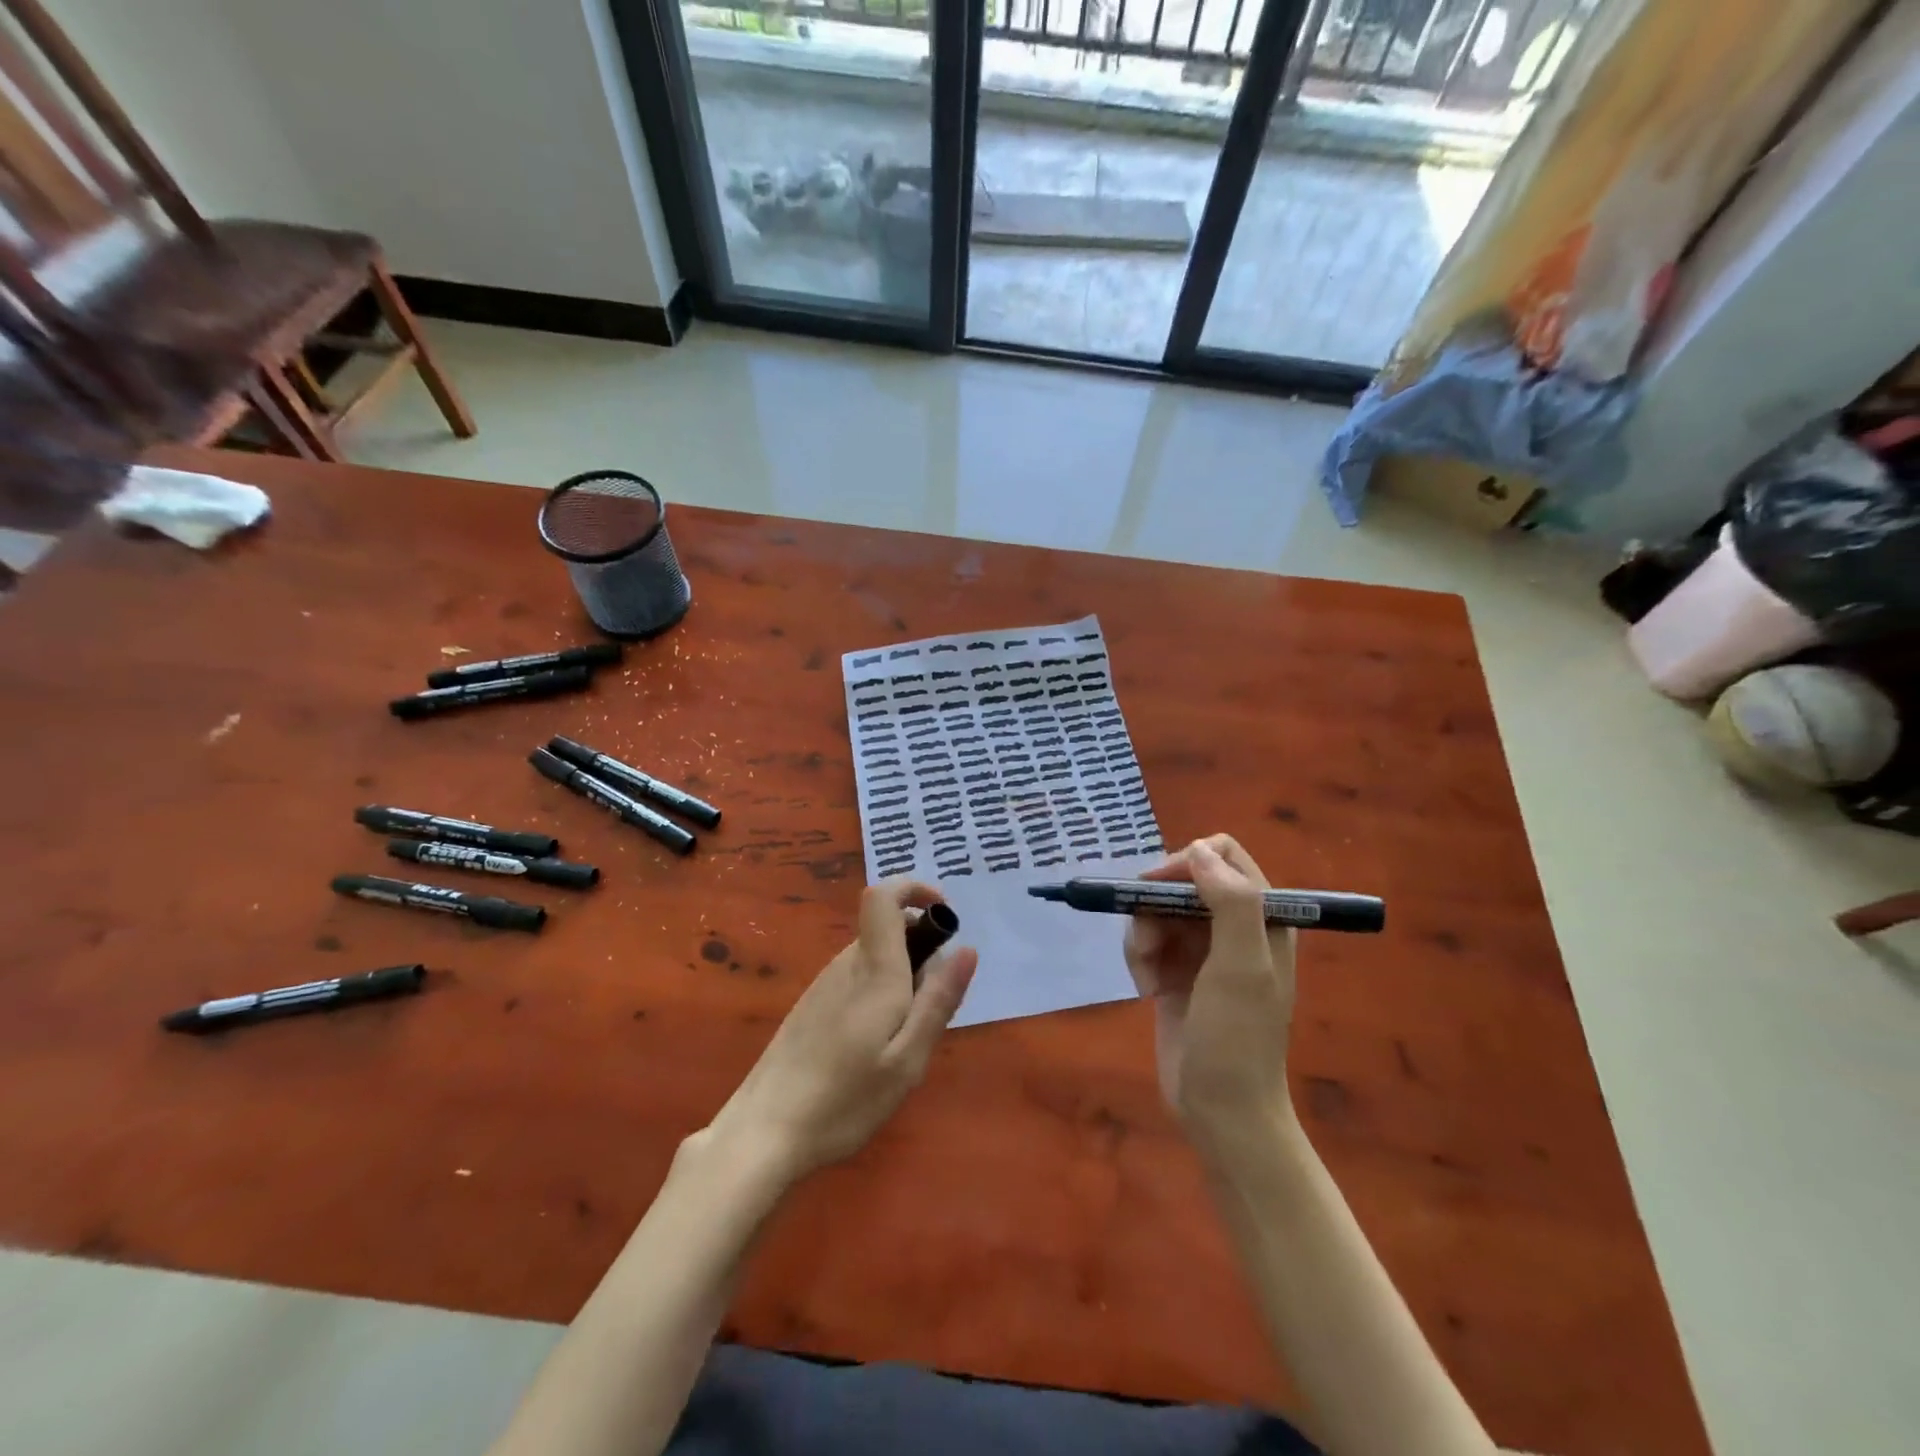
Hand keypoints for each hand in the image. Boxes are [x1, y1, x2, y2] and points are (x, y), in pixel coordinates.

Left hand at [705, 879, 976, 1182]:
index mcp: (874, 970)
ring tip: (904, 1038)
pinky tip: (874, 1046)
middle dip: (921, 947)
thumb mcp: (907, 1059)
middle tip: (933, 1007)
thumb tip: (967, 949)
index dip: (914, 889)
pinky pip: (856, 978)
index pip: (883, 897)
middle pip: (886, 928)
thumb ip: (938, 1000)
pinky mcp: (812, 1005)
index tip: (945, 915)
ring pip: (874, 956)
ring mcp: (824, 983)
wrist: (763, 1132)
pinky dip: (879, 992)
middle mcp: (846, 965)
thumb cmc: (845, 1099)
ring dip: (902, 974)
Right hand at [1123, 835, 1296, 1155]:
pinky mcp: (1176, 972)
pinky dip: (1139, 959)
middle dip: (1156, 905)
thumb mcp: (1242, 968)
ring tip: (1148, 976)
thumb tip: (1198, 850)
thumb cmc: (1238, 1039)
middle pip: (1182, 881)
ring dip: (1143, 936)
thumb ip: (1230, 902)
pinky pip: (1146, 941)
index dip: (1187, 862)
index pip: (1224, 856)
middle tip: (1148, 942)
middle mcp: (1233, 926)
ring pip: (1157, 910)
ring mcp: (1202, 950)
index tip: (1158, 889)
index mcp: (1262, 917)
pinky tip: (1146, 990)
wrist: (1221, 1111)